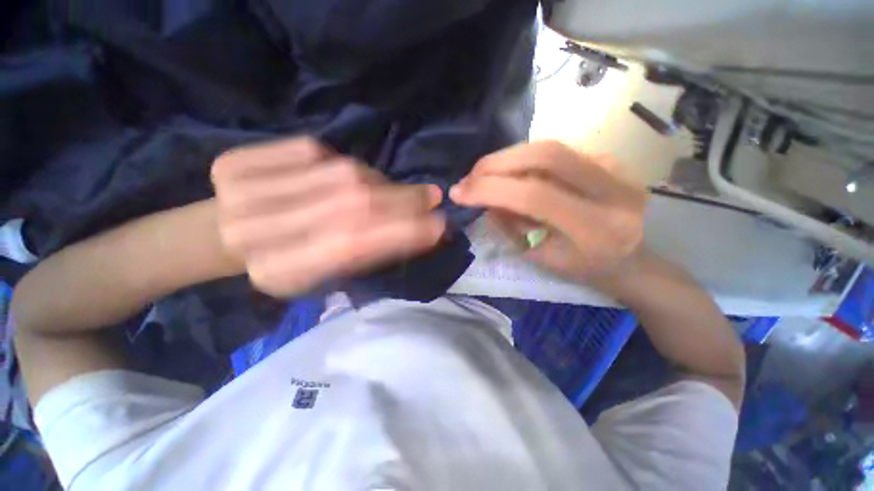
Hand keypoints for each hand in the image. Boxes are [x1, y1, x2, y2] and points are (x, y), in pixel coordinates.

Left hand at [211, 137, 445, 296]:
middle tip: (432, 197)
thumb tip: (417, 229)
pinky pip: (314, 150)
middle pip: (351, 203)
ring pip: (339, 174)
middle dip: (402, 199)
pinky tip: (351, 176)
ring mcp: (244, 189)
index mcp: (280, 271)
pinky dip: (344, 163)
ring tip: (395, 192)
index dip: (402, 232)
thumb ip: (365, 254)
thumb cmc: (283, 264)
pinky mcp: (240, 159)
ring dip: (379, 183)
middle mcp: (258, 230)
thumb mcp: (325, 276)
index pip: (354, 245)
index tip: (438, 225)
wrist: (221, 237)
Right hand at [450, 141, 645, 284]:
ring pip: (550, 148)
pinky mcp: (610, 158)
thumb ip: (509, 226)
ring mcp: (617, 168)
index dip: (491, 189)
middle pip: (546, 155)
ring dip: (507, 159)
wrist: (629, 260)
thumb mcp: (539, 258)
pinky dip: (525, 161)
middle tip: (470, 176)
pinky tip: (512, 174)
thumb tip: (482, 197)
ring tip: (485, 175)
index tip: (459, 193)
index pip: (535, 195)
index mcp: (596, 228)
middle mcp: (614, 190)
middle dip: (497, 163)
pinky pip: (556, 152)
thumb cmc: (581, 268)